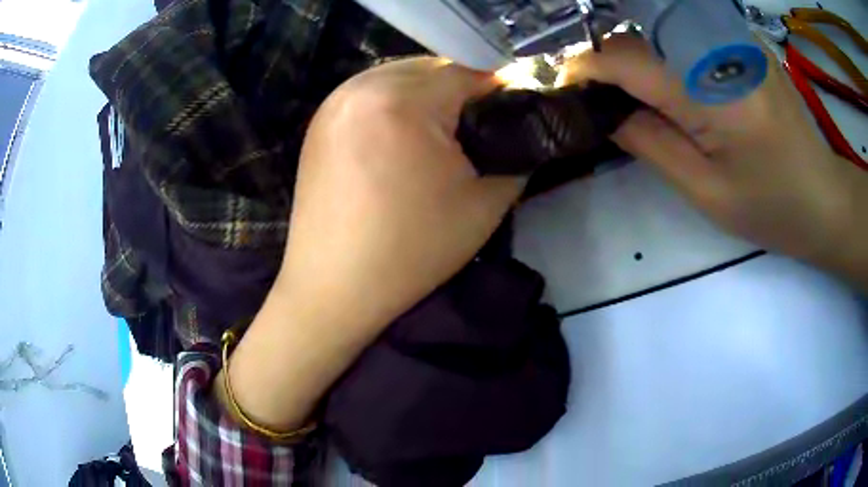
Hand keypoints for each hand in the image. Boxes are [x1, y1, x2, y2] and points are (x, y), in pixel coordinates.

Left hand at [280, 56, 523, 334]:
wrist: (334, 288)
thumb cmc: (410, 251)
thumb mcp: (484, 204)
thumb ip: (515, 154)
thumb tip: (522, 128)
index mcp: (402, 100)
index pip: (469, 71)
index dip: (499, 92)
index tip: (511, 117)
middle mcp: (361, 86)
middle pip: (431, 68)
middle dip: (460, 93)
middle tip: (473, 133)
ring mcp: (333, 101)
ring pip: (400, 77)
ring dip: (427, 96)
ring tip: (437, 138)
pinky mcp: (319, 121)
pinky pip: (370, 94)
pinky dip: (394, 106)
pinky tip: (399, 140)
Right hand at [561, 35, 866, 283]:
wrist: (824, 198)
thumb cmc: (773, 208)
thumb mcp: (707, 192)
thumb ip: (651, 144)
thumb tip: (608, 113)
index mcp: (715, 93)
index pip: (628, 60)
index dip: (587, 68)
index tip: (566, 86)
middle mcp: (723, 50)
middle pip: (642, 36)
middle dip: (610, 61)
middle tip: (602, 97)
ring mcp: (737, 40)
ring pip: (663, 29)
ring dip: (639, 55)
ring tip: (637, 94)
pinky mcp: (746, 43)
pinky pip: (691, 34)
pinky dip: (669, 52)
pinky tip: (677, 83)